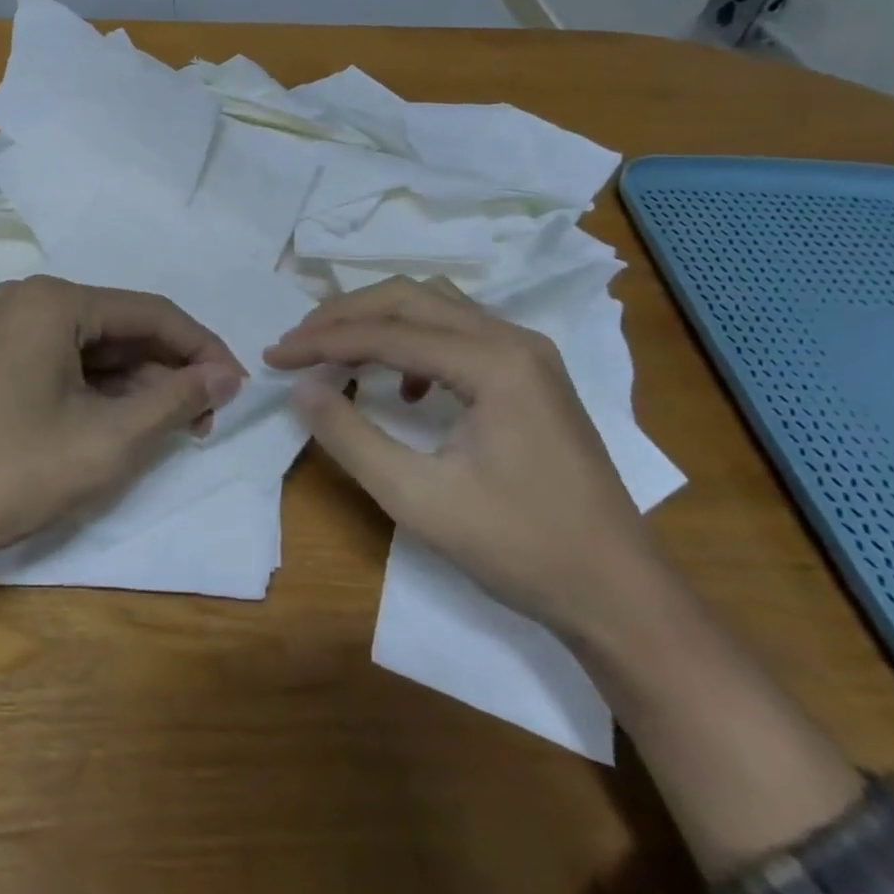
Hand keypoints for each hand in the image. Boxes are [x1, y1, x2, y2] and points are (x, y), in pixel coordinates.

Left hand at [0, 275, 244, 570]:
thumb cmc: (11, 472)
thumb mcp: (107, 440)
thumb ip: (175, 401)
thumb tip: (227, 375)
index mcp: (56, 301)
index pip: (153, 313)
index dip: (203, 349)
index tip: (238, 389)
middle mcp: (30, 300)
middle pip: (123, 327)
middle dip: (169, 371)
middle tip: (207, 419)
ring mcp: (6, 329)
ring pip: (95, 348)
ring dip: (138, 384)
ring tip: (173, 428)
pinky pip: (65, 363)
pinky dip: (100, 391)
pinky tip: (124, 424)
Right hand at [264, 275, 662, 636]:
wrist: (618, 594)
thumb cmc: (519, 548)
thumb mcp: (418, 498)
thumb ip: (351, 437)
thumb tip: (302, 388)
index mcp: (493, 362)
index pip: (387, 332)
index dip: (322, 341)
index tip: (274, 355)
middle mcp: (513, 339)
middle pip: (410, 298)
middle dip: (345, 315)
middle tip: (297, 342)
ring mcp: (528, 354)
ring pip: (435, 307)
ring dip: (378, 320)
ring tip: (335, 349)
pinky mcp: (532, 375)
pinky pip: (460, 332)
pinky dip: (415, 342)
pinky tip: (404, 387)